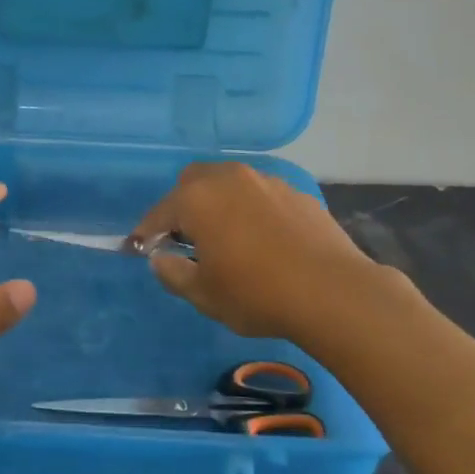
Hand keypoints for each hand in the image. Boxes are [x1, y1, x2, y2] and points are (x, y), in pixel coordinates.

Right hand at [129, 162, 397, 346]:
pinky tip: (263, 241)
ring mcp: (266, 182)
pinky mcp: (297, 193)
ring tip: (226, 239)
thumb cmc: (257, 294)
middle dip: (182, 207)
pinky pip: (260, 196)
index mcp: (197, 199)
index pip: (159, 213)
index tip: (140, 249)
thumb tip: (161, 258)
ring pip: (229, 185)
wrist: (334, 293)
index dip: (146, 233)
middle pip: (192, 184)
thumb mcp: (203, 294)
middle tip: (185, 240)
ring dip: (218, 205)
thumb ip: (172, 273)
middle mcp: (229, 179)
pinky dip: (250, 211)